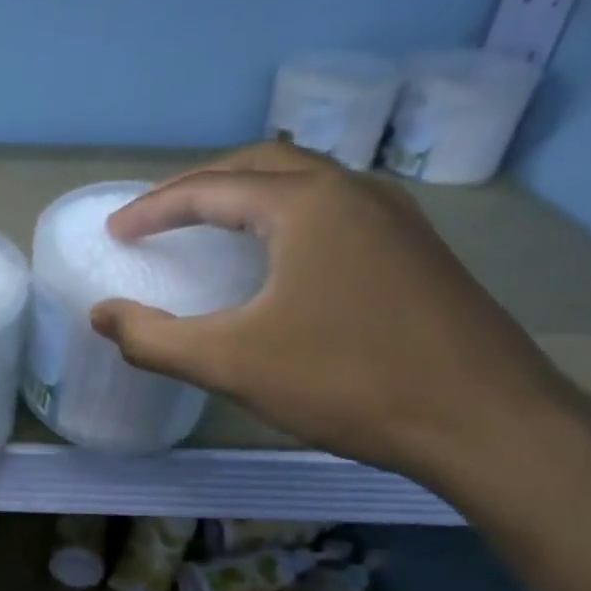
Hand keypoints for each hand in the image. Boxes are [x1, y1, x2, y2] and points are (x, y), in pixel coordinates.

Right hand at [90, 143, 589, 491]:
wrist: (490, 423)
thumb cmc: (349, 381)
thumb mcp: (232, 363)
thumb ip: (154, 339)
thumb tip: (100, 315)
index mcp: (306, 204)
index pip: (211, 188)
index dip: (154, 208)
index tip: (117, 232)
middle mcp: (354, 192)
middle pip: (260, 167)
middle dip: (200, 187)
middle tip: (158, 218)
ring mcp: (396, 218)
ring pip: (304, 185)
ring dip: (248, 196)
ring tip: (211, 227)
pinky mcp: (417, 251)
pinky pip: (334, 212)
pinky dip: (287, 219)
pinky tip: (281, 260)